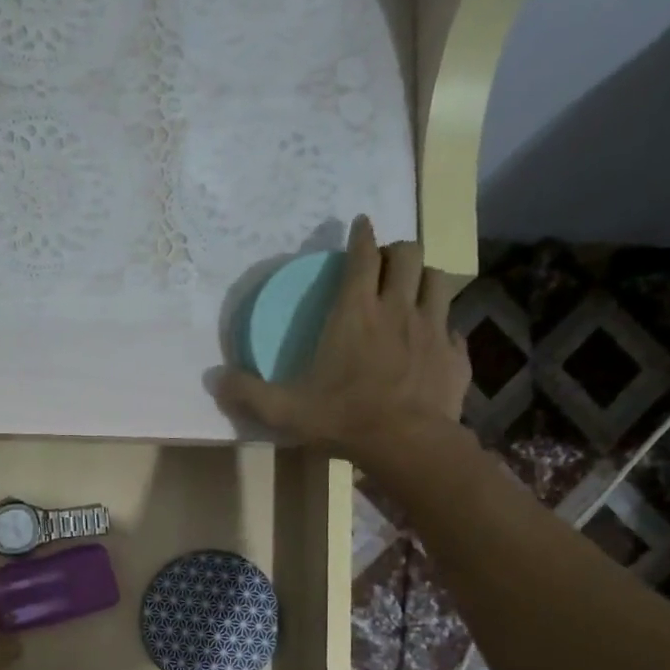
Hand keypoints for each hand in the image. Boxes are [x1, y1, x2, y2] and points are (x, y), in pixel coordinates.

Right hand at [215, 215, 469, 464]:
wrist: (407, 444)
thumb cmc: (344, 419)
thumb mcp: (285, 410)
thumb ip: (248, 393)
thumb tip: (214, 378)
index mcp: (355, 312)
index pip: (362, 255)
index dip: (361, 235)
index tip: (360, 225)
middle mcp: (398, 308)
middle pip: (408, 254)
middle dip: (396, 250)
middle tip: (384, 263)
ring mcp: (433, 328)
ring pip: (437, 280)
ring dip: (424, 279)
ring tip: (413, 291)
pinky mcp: (455, 354)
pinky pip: (453, 328)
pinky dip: (443, 328)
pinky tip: (433, 342)